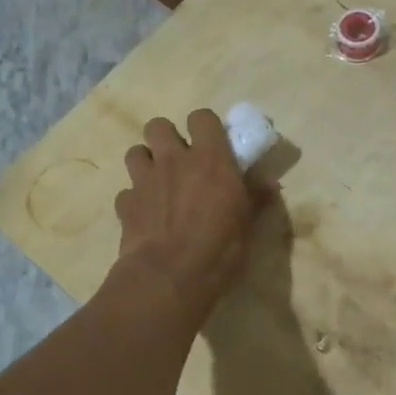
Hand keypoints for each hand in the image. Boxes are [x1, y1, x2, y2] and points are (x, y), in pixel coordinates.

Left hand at [114, 110, 260, 320]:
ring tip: (158, 182)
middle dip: (166, 138)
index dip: (204, 127)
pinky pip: (126, 192)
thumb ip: (256, 197)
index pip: (202, 117)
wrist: (170, 277)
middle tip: (179, 160)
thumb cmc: (219, 248)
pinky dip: (134, 200)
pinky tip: (145, 215)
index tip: (211, 143)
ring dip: (146, 162)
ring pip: (135, 152)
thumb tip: (270, 183)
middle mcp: (174, 159)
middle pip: (158, 125)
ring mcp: (145, 180)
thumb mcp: (248, 223)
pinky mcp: (125, 204)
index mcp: (210, 158)